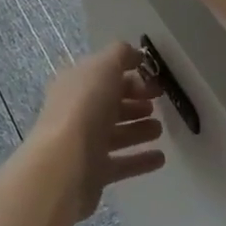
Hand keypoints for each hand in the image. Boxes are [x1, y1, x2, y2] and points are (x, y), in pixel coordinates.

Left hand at [28, 41, 165, 218]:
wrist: (65, 162)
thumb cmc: (85, 106)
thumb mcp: (104, 67)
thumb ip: (120, 55)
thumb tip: (135, 54)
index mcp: (75, 83)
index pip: (104, 74)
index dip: (129, 74)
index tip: (154, 79)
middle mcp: (77, 111)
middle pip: (109, 103)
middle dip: (134, 101)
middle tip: (159, 102)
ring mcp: (84, 143)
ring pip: (115, 133)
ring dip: (138, 129)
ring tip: (159, 129)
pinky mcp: (94, 172)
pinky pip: (122, 163)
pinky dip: (140, 159)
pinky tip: (160, 158)